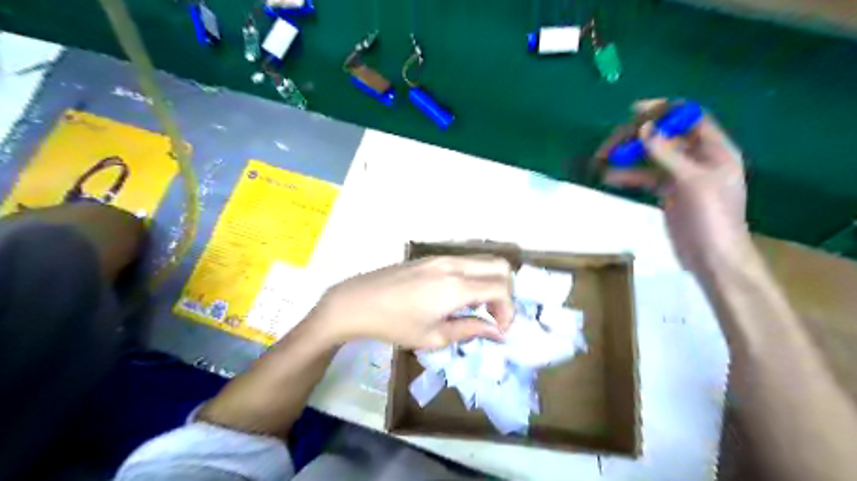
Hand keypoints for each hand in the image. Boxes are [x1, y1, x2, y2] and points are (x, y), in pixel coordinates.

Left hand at [307, 255, 511, 348]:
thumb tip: (496, 331)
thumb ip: (470, 330)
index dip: (508, 311)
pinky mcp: (432, 257)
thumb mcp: (433, 336)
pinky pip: (466, 262)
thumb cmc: (395, 324)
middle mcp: (455, 265)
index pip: (501, 289)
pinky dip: (475, 276)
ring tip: (475, 308)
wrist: (357, 301)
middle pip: (500, 266)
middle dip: (506, 292)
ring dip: (490, 283)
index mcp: (457, 287)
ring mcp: (443, 258)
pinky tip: (458, 297)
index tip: (498, 329)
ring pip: (484, 261)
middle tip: (493, 315)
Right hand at [602, 99, 751, 271]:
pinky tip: (609, 178)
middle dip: (637, 136)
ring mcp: (682, 176)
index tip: (633, 112)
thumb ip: (667, 154)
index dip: (663, 110)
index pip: (689, 117)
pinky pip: (645, 176)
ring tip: (603, 159)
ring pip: (651, 156)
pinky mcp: (668, 192)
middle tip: (610, 144)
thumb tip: (643, 128)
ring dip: (628, 155)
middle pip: (664, 136)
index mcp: (714, 150)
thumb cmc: (711, 218)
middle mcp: (698, 158)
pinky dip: (628, 175)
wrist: (712, 257)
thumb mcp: (691, 182)